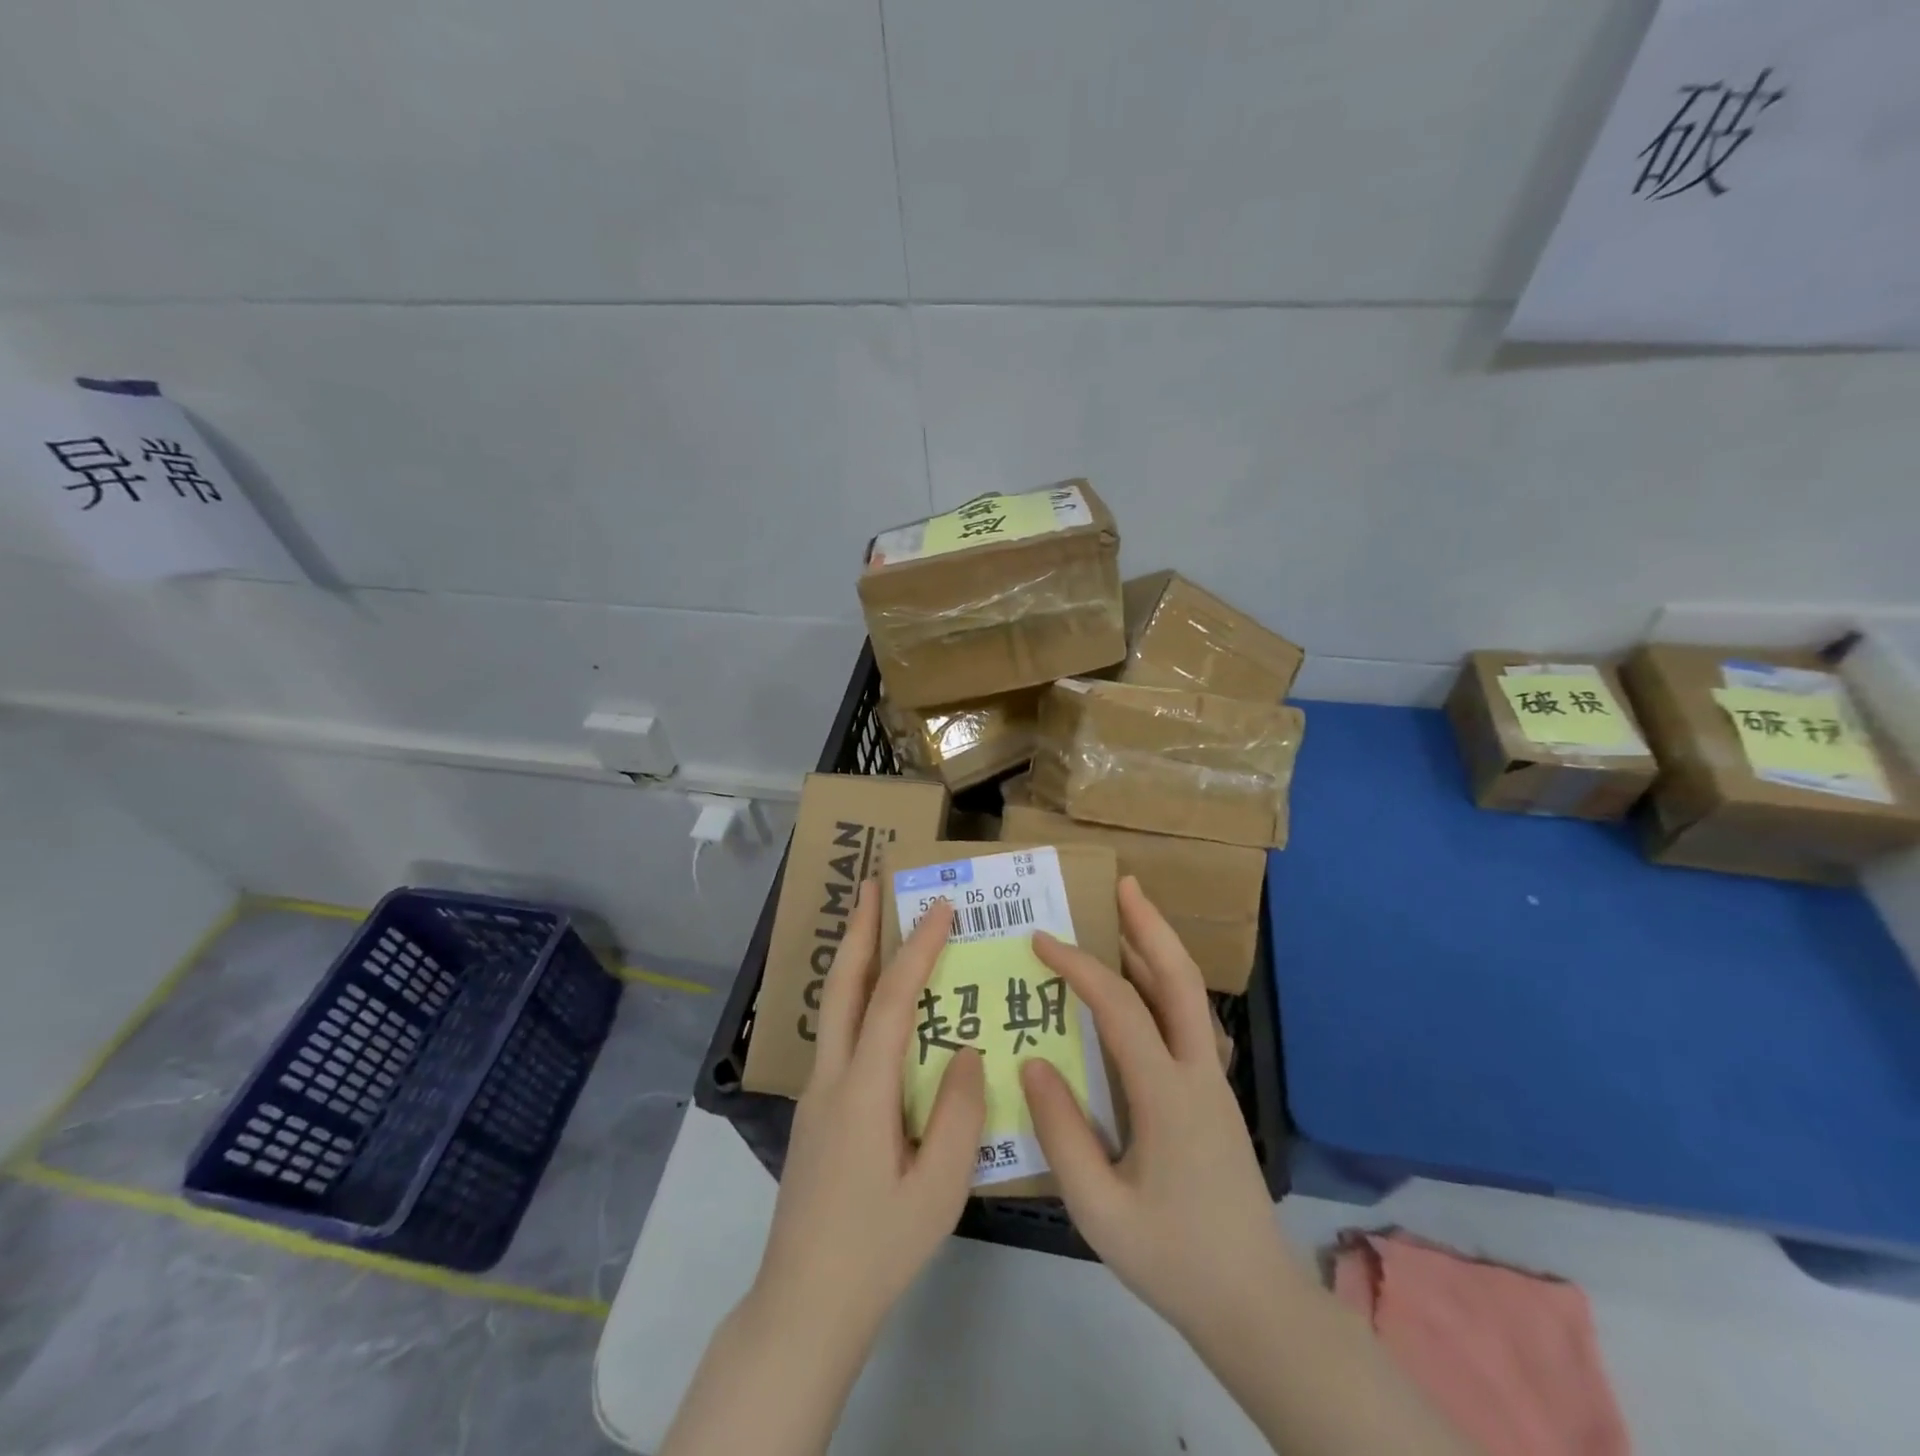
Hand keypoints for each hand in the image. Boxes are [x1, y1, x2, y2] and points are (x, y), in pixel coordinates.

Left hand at [753, 883, 986, 1343]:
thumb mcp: (940, 1189)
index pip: (891, 999)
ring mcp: (816, 1095)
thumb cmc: (878, 1248)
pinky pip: (839, 1037)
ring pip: (834, 1008)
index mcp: (863, 1091)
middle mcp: (831, 1078)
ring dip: (855, 960)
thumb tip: (969, 1052)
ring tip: (875, 927)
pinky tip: (879, 1010)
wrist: (803, 1306)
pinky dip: (857, 999)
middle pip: (842, 986)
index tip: (939, 907)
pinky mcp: (816, 1114)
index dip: (916, 948)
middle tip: (872, 884)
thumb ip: (960, 1114)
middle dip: (859, 929)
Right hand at [1020, 877, 1306, 1345]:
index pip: (1120, 1008)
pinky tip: (1140, 989)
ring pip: (1191, 997)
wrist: (1255, 1303)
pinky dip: (1163, 987)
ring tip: (1127, 917)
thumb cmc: (1172, 1259)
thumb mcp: (1099, 1210)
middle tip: (1125, 885)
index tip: (1041, 941)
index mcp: (1167, 1096)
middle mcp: (1198, 1074)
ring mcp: (1213, 1082)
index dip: (1079, 967)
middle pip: (1182, 980)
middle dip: (1152, 926)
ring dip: (1159, 951)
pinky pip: (1188, 1023)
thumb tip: (1032, 1061)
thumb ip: (1062, 1133)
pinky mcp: (1214, 1096)